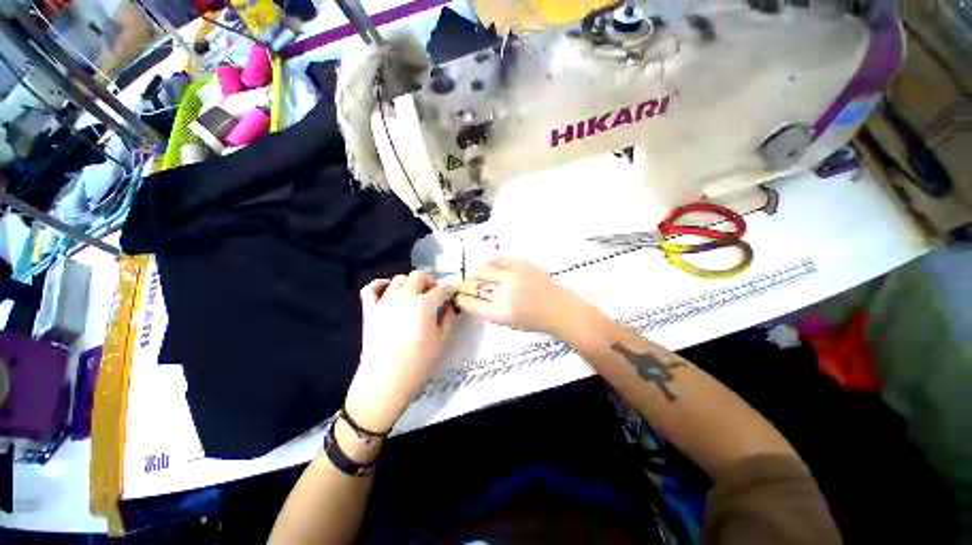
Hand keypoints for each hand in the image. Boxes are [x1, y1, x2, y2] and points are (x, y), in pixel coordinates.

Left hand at [344, 271, 458, 432]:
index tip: (453, 295)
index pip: (441, 289)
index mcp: (424, 305)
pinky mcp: (370, 311)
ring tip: (415, 295)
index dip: (449, 290)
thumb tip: (450, 306)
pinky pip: (370, 289)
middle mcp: (404, 297)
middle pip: (418, 276)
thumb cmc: (418, 363)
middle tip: (434, 294)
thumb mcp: (441, 341)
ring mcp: (384, 302)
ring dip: (410, 283)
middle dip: (430, 281)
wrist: (385, 382)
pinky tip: (388, 289)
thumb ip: (448, 318)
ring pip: (398, 279)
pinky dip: (380, 284)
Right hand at [456, 257, 592, 336]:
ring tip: (477, 275)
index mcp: (499, 313)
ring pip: (483, 270)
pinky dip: (492, 261)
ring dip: (476, 273)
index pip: (470, 303)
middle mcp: (503, 294)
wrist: (559, 309)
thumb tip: (474, 297)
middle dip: (465, 285)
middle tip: (465, 285)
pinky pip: (499, 259)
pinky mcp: (522, 265)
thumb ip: (489, 311)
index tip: (459, 296)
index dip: (461, 299)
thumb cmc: (534, 321)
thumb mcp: (508, 323)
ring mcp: (513, 277)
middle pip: (473, 285)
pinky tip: (491, 264)